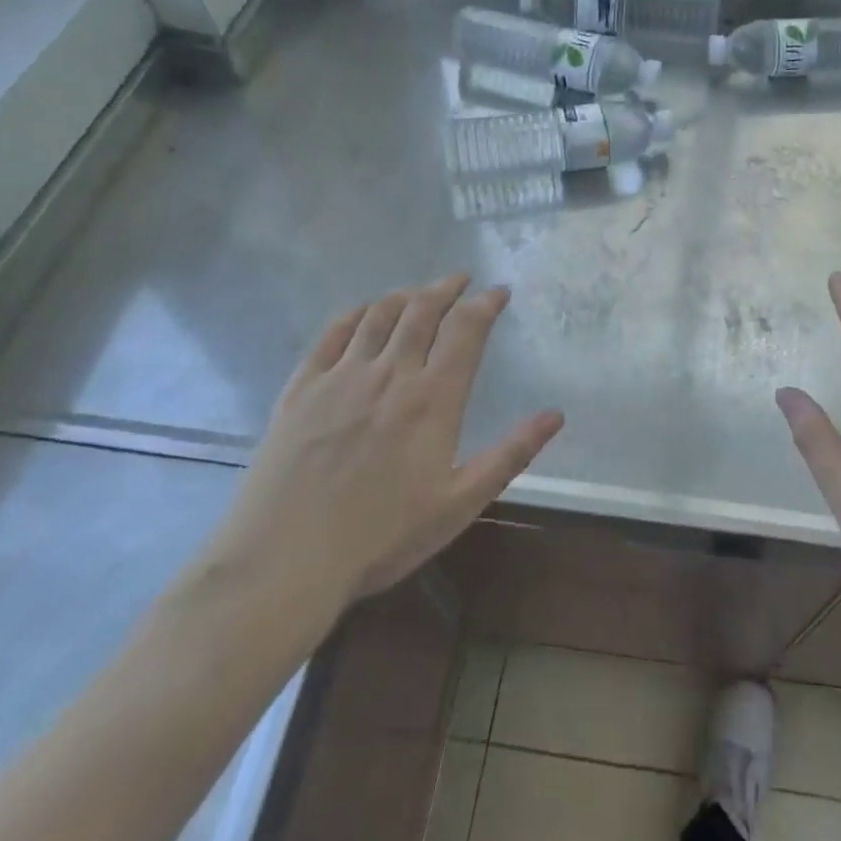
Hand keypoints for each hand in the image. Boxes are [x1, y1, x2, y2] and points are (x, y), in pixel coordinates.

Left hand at [194, 274, 562, 646]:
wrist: (285, 561)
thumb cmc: (382, 538)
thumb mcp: (460, 504)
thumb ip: (510, 454)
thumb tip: (555, 415)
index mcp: (433, 399)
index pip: (465, 330)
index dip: (485, 304)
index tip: (499, 291)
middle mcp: (390, 374)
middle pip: (422, 311)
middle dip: (447, 287)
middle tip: (461, 279)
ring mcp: (341, 377)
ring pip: (379, 315)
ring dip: (406, 295)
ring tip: (420, 291)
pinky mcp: (301, 388)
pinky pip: (332, 334)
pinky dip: (355, 313)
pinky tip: (364, 312)